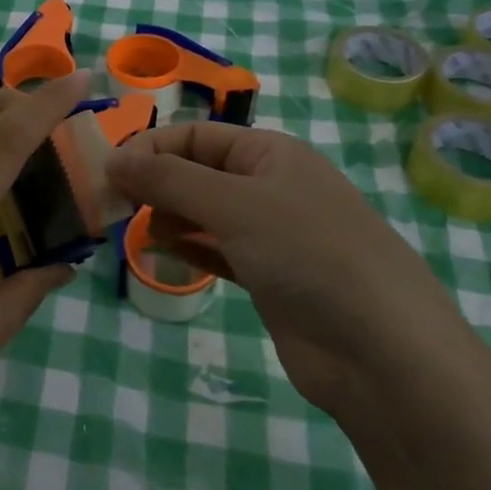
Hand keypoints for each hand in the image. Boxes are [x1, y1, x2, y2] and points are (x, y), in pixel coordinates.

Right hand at [106, 123, 462, 410]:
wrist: (383, 353)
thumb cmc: (307, 253)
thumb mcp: (233, 204)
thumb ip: (167, 179)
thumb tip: (112, 159)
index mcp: (271, 152)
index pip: (195, 135)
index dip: (150, 148)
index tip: (107, 174)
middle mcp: (271, 186)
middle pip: (198, 172)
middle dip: (155, 183)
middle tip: (111, 206)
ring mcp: (273, 234)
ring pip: (205, 213)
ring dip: (167, 216)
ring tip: (131, 230)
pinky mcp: (270, 279)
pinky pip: (218, 251)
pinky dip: (188, 247)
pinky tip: (158, 250)